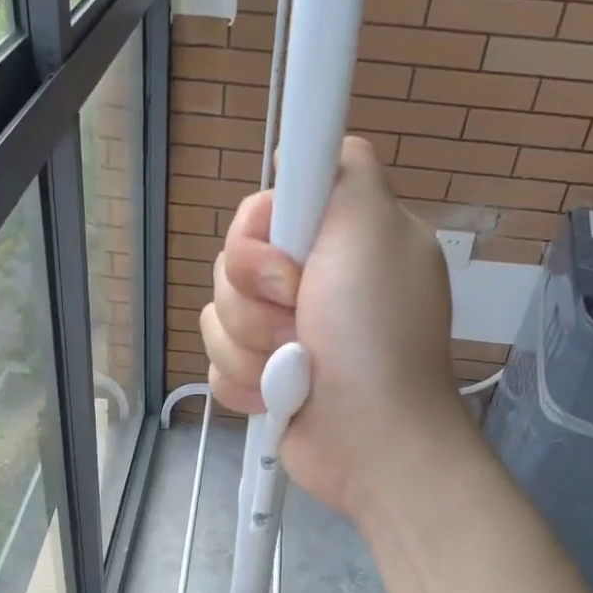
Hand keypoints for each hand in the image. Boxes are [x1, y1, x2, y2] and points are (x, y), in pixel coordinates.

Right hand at [201, 136, 469, 522]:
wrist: (372, 441)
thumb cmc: (376, 337)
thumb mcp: (374, 230)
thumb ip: (345, 170)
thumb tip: (311, 150)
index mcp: (335, 241)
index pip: (262, 212)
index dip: (260, 236)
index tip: (291, 264)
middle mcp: (307, 282)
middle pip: (231, 265)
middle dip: (257, 300)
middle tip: (301, 321)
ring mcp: (282, 333)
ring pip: (218, 316)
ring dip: (253, 347)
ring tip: (295, 367)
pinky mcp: (262, 377)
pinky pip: (217, 363)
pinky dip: (246, 382)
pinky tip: (280, 396)